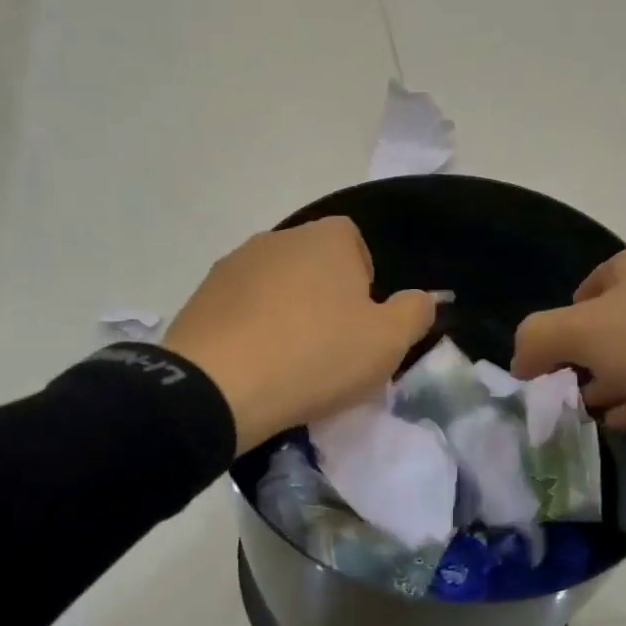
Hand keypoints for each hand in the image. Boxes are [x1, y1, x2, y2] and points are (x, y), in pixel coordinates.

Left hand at [163, 217, 436, 454]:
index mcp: (326, 238)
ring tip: (288, 361)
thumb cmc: (316, 356)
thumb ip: (415, 312)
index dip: (364, 284)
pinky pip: (240, 308)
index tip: (361, 325)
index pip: (355, 244)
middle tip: (329, 348)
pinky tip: (254, 365)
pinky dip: (251, 329)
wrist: (218, 387)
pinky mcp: (201, 296)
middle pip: (314, 264)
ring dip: (286, 313)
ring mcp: (233, 265)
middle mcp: (278, 238)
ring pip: (275, 286)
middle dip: (324, 298)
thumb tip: (424, 298)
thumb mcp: (388, 342)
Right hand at [511, 249, 625, 441]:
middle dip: (579, 365)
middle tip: (554, 404)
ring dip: (608, 389)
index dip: (554, 333)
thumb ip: (538, 339)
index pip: (579, 298)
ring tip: (576, 420)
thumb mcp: (586, 330)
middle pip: (607, 333)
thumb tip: (520, 362)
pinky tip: (616, 426)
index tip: (540, 374)